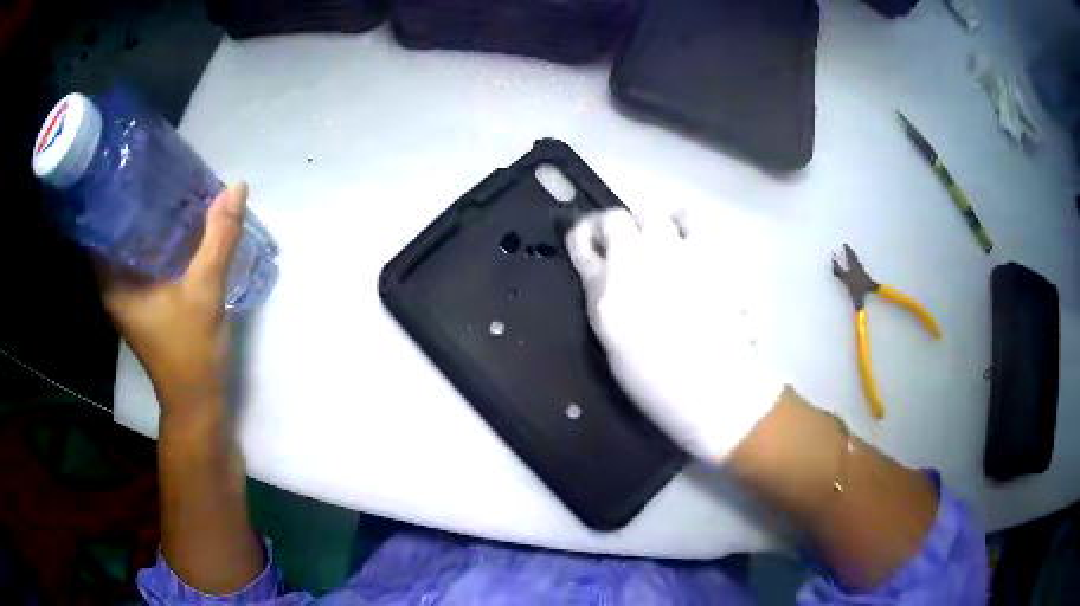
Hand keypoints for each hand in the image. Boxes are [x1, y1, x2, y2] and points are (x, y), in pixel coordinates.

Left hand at [100, 183, 246, 415]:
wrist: (197, 401)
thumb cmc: (190, 351)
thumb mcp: (204, 292)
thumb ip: (218, 239)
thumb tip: (236, 187)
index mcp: (114, 282)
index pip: (102, 225)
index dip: (114, 193)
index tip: (133, 164)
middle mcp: (115, 285)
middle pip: (118, 231)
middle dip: (136, 201)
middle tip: (159, 167)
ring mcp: (129, 295)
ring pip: (133, 245)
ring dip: (148, 220)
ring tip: (170, 187)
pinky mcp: (144, 301)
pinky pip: (145, 258)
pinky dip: (157, 239)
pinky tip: (178, 224)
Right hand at [566, 208, 783, 462]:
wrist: (711, 385)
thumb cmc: (655, 379)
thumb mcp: (612, 340)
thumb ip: (603, 296)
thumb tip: (604, 272)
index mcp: (606, 286)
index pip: (584, 238)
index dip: (585, 237)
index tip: (591, 245)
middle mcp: (636, 257)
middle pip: (616, 218)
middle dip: (617, 231)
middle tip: (625, 251)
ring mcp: (673, 250)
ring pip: (652, 212)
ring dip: (648, 225)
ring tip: (657, 243)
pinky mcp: (708, 251)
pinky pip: (691, 218)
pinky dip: (683, 223)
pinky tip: (687, 241)